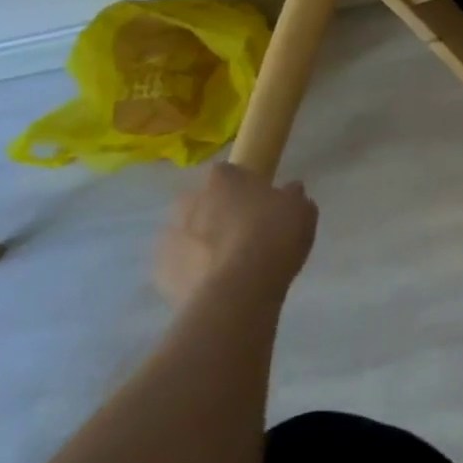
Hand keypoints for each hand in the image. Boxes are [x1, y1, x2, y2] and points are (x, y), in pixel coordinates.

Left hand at [155, 163, 317, 310]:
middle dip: (217, 213)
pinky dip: (193, 272)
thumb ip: (292, 196)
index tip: (260, 202)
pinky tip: (216, 285)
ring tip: (231, 264)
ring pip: (187, 234)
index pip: (229, 172)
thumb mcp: (301, 211)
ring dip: (202, 243)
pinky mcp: (161, 272)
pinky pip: (180, 266)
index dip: (244, 187)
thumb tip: (290, 191)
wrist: (240, 290)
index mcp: (222, 179)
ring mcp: (170, 237)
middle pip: (202, 202)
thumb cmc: (274, 237)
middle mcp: (189, 201)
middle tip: (244, 233)